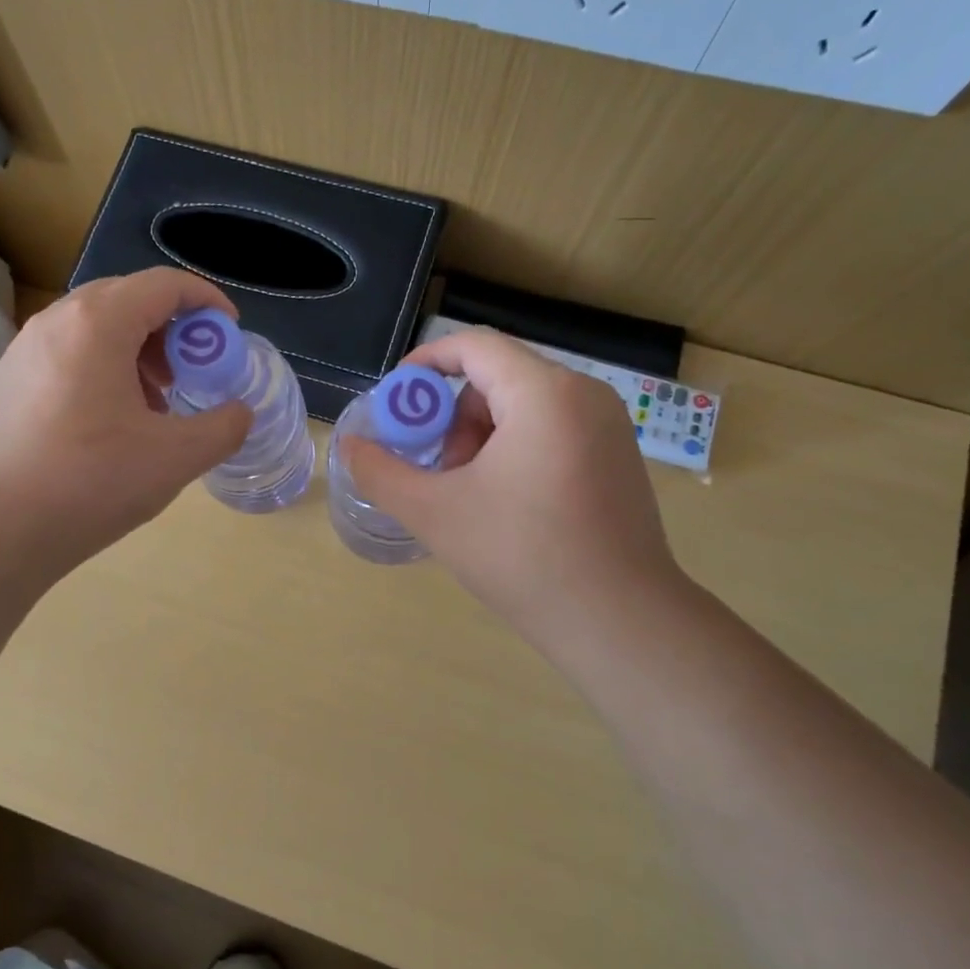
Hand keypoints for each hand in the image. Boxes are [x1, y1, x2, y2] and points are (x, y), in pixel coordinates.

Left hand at [0, 268, 251, 578]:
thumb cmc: (89, 483)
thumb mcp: (175, 458)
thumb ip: (222, 428)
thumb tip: (239, 413)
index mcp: (98, 324)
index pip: (164, 284)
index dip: (207, 301)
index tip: (229, 333)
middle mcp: (55, 322)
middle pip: (127, 299)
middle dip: (170, 328)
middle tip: (191, 371)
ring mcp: (22, 351)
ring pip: (93, 328)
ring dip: (135, 350)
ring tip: (152, 402)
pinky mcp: (3, 383)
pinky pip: (65, 355)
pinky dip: (100, 369)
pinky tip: (106, 424)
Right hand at [343, 327, 688, 645]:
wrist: (619, 622)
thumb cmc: (522, 557)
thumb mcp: (434, 513)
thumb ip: (381, 472)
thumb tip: (350, 447)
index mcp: (544, 394)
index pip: (474, 347)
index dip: (425, 363)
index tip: (396, 400)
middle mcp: (584, 395)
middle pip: (498, 378)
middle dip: (455, 417)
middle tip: (439, 470)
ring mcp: (608, 426)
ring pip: (524, 405)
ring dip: (483, 436)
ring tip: (472, 493)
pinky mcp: (617, 456)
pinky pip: (553, 428)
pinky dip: (516, 448)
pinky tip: (508, 503)